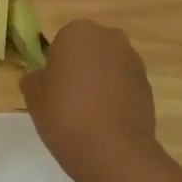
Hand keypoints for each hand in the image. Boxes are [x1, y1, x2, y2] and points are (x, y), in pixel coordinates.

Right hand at [20, 19, 160, 181]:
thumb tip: (42, 77)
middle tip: (67, 99)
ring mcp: (134, 62)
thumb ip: (34, 78)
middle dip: (80, 69)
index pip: (61, 41)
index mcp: (79, 31)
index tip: (51, 88)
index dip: (55, 64)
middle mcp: (111, 38)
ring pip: (109, 68)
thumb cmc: (64, 114)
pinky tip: (105, 124)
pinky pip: (124, 88)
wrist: (111, 149)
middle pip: (89, 50)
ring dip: (99, 83)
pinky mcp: (148, 87)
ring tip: (87, 115)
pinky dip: (115, 99)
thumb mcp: (33, 95)